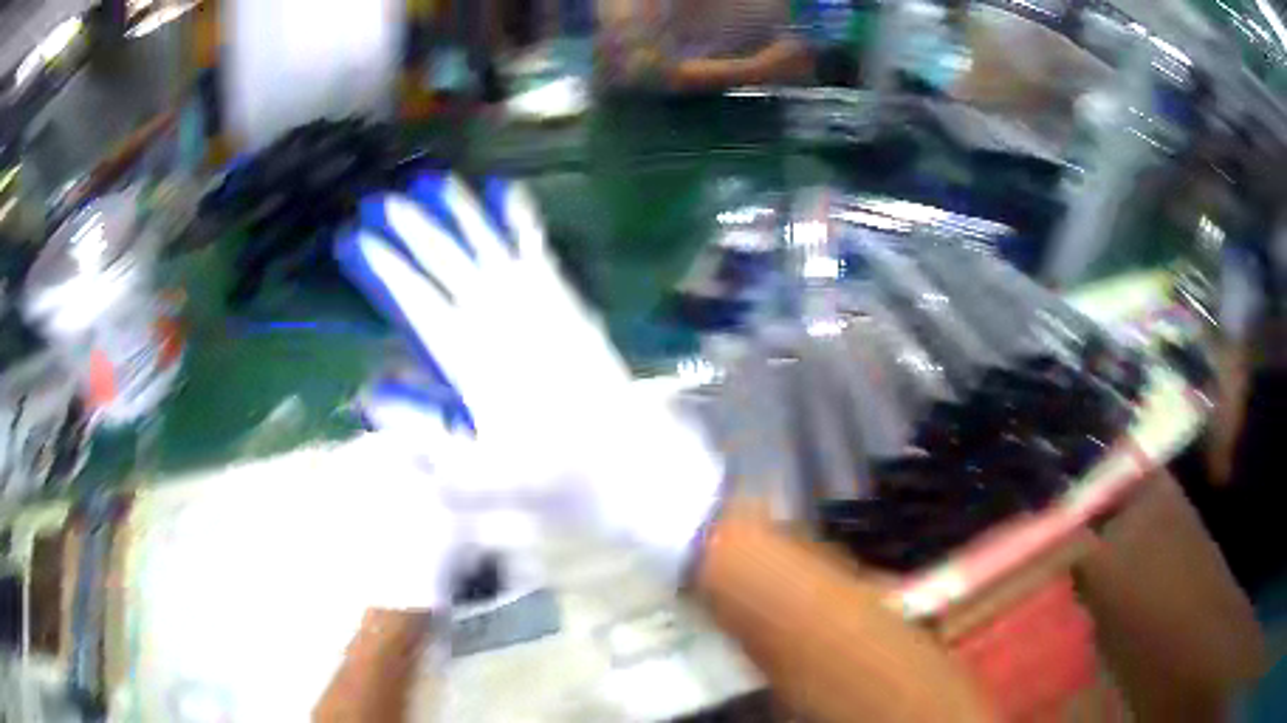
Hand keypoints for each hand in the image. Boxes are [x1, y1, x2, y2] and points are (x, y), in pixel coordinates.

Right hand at [335, 173, 723, 585]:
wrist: (631, 465)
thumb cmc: (553, 478)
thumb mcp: (479, 479)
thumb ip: (421, 441)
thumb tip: (372, 399)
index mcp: (474, 362)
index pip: (418, 303)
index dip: (386, 269)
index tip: (358, 240)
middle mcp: (503, 322)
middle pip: (450, 263)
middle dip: (414, 230)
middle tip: (384, 200)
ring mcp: (540, 307)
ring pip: (491, 247)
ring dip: (461, 213)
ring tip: (436, 182)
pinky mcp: (568, 304)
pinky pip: (538, 251)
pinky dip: (520, 220)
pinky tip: (509, 193)